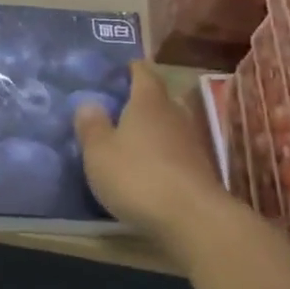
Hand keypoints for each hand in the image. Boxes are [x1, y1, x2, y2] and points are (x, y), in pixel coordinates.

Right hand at [74, 62, 231, 249]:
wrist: (192, 219)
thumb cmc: (137, 176)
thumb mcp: (99, 152)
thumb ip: (91, 126)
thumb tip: (88, 103)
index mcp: (148, 102)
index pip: (143, 73)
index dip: (131, 69)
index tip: (118, 70)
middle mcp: (174, 114)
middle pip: (159, 98)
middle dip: (141, 101)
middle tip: (118, 108)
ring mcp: (192, 142)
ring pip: (169, 125)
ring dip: (153, 129)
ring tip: (130, 139)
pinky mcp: (201, 169)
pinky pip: (176, 151)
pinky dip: (162, 154)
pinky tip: (148, 168)